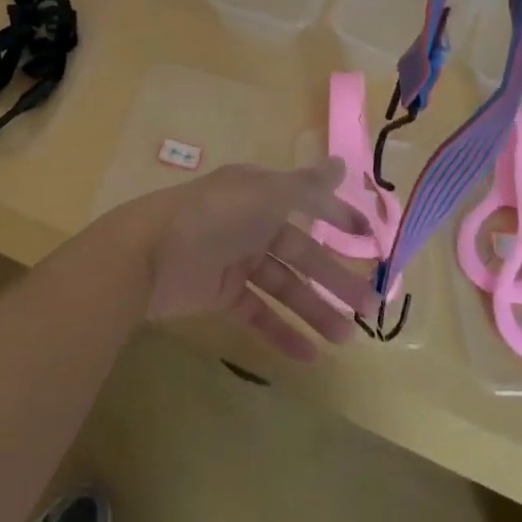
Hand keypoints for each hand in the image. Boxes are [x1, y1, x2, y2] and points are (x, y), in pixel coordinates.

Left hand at [100, 158, 377, 360]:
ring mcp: (235, 258)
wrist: (149, 254)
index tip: (372, 240)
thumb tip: (340, 166)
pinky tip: (309, 354)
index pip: (308, 203)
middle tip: (371, 306)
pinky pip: (258, 312)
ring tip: (346, 338)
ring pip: (284, 285)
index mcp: (260, 193)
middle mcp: (250, 222)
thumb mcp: (265, 194)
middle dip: (335, 277)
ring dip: (315, 309)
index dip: (338, 218)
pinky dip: (281, 331)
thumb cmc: (214, 216)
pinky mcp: (220, 293)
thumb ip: (306, 187)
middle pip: (301, 251)